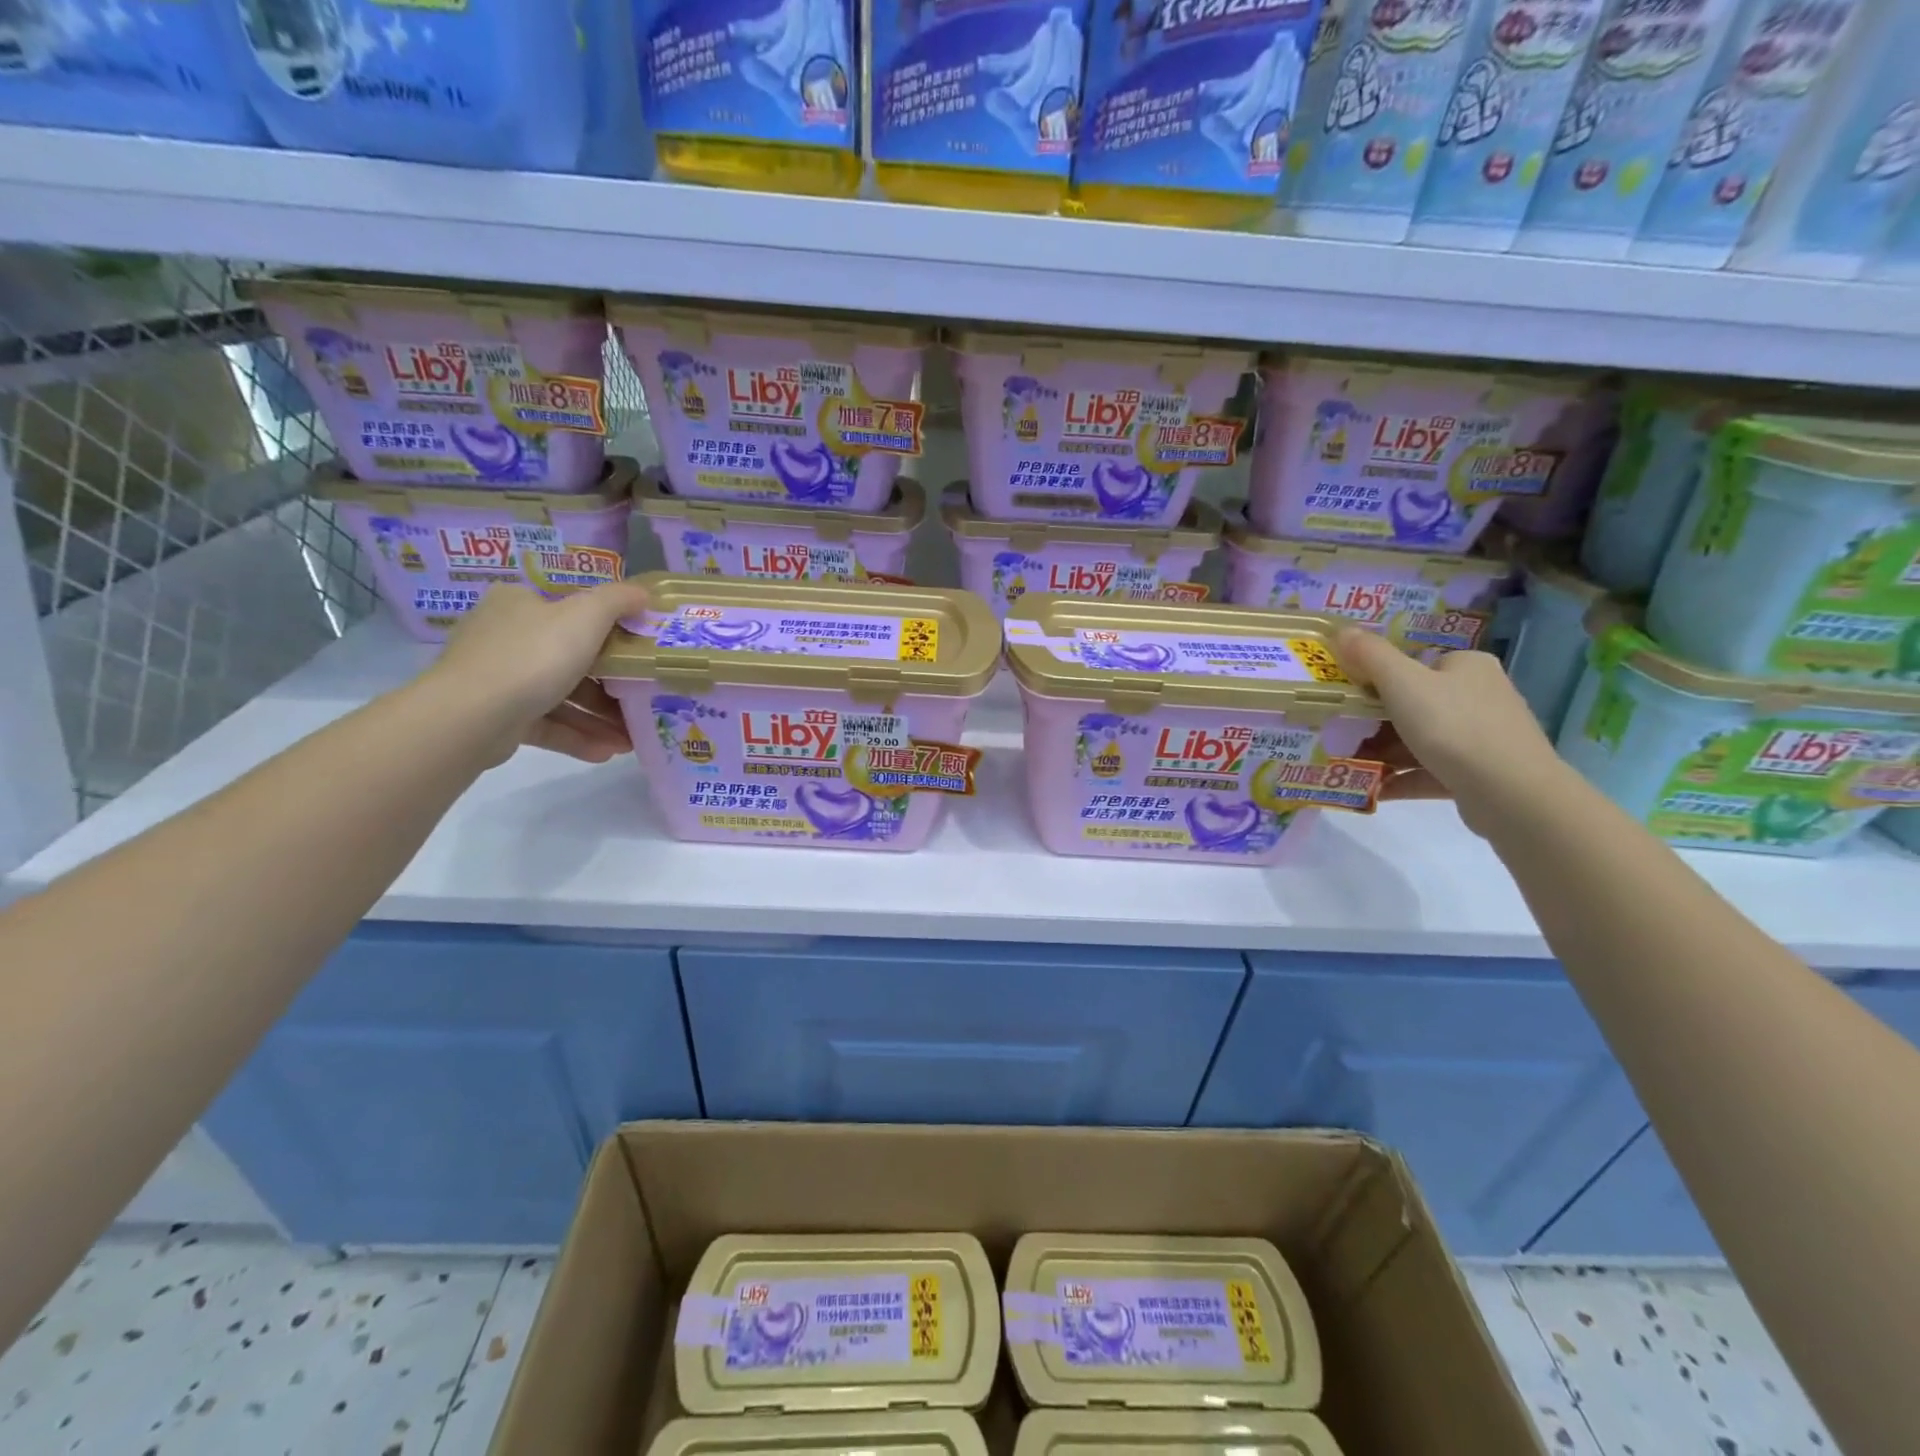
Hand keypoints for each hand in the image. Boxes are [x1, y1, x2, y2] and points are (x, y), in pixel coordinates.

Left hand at [426, 579, 650, 764]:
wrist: (472, 716)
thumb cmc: (534, 655)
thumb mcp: (586, 616)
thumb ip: (618, 601)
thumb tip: (643, 594)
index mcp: (520, 603)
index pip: (569, 611)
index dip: (608, 631)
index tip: (639, 652)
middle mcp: (505, 636)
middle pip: (570, 658)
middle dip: (611, 686)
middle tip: (642, 700)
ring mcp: (498, 678)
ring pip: (561, 696)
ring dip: (599, 718)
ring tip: (631, 739)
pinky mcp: (498, 717)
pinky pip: (547, 724)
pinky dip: (577, 736)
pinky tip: (607, 752)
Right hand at [1332, 627, 1566, 833]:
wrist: (1510, 792)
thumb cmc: (1453, 726)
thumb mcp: (1402, 683)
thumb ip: (1370, 655)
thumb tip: (1342, 629)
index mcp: (1467, 666)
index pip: (1417, 665)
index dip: (1378, 680)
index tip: (1348, 699)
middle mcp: (1481, 695)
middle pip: (1416, 704)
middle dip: (1376, 723)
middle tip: (1341, 734)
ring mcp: (1484, 737)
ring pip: (1422, 740)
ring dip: (1384, 753)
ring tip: (1350, 764)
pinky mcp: (1481, 774)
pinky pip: (1431, 771)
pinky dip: (1401, 778)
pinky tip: (1373, 789)